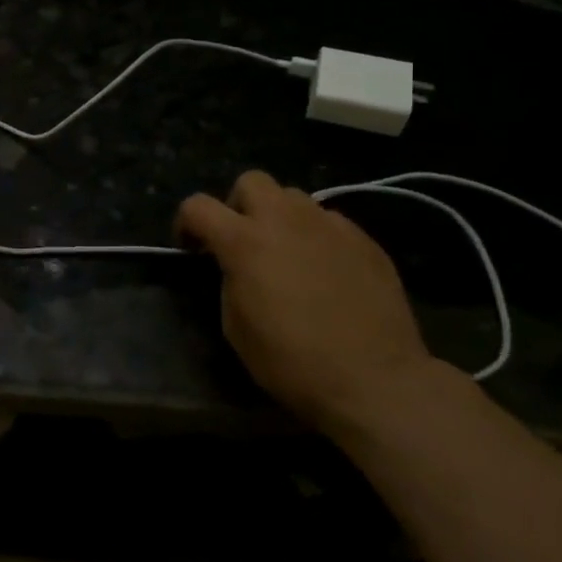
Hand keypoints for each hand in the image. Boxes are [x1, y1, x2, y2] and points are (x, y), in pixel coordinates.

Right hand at [176, 171, 433, 431]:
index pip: (197, 205)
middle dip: (239, 205)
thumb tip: (236, 267)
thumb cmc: (292, 361)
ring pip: (294, 197)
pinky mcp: (365, 240)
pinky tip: (325, 271)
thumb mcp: (235, 326)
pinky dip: (317, 237)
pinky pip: (330, 222)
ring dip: (280, 218)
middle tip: (244, 241)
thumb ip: (229, 280)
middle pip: (251, 181)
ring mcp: (330, 226)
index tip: (193, 249)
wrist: (376, 380)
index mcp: (244, 241)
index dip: (186, 223)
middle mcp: (285, 220)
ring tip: (287, 253)